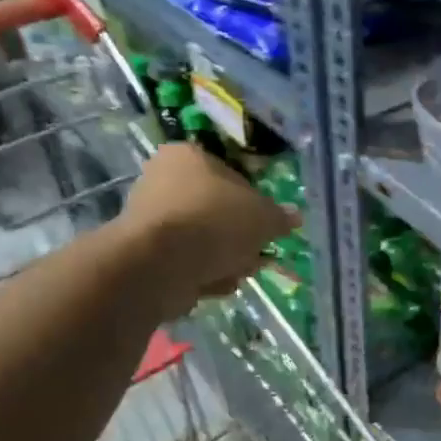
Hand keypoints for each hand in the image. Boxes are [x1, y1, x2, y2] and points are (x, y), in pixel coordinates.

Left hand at [121, 144, 295, 313]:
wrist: (160, 264)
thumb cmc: (214, 223)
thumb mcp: (263, 217)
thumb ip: (280, 217)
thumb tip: (295, 216)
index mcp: (188, 155)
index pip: (231, 174)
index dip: (255, 202)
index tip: (267, 226)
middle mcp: (163, 180)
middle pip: (217, 211)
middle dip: (240, 237)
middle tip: (257, 253)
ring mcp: (152, 219)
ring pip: (204, 240)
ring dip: (225, 259)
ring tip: (238, 272)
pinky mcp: (146, 254)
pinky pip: (186, 262)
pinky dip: (203, 274)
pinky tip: (215, 284)